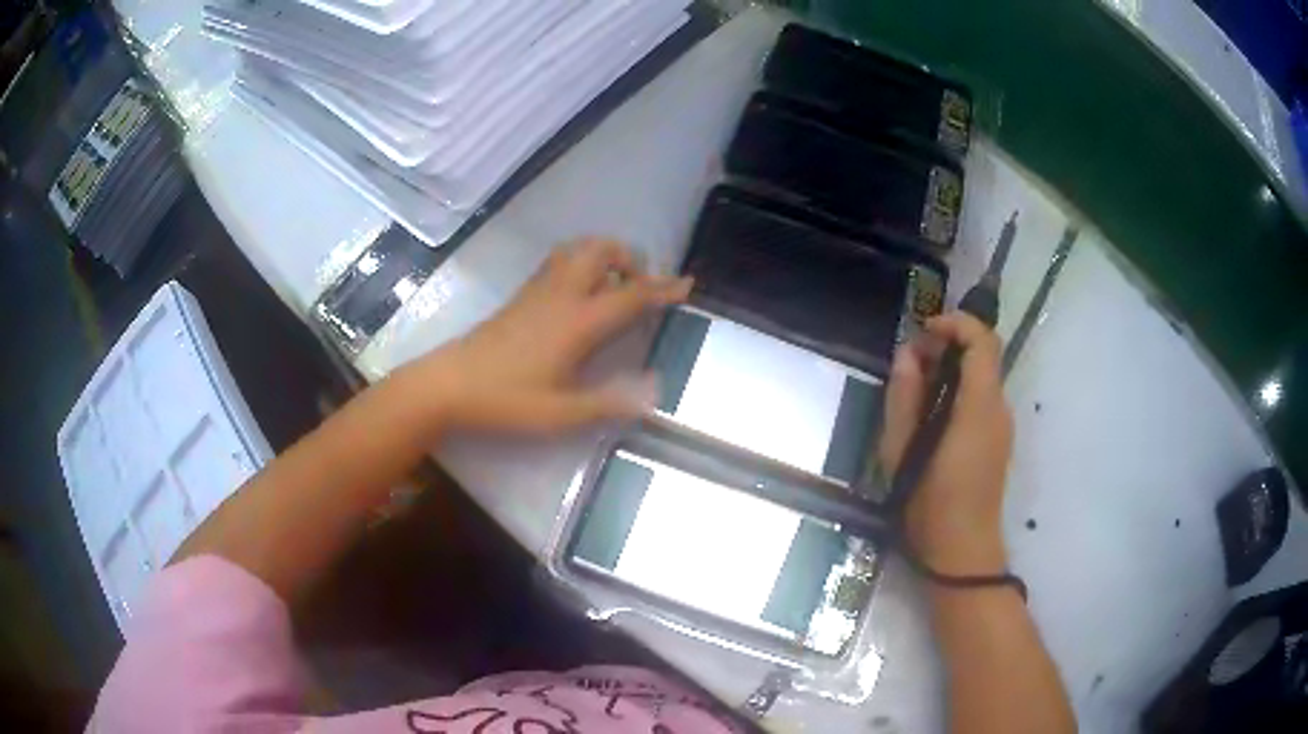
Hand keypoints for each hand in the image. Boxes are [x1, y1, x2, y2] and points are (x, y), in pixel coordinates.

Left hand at [404, 238, 691, 433]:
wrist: (448, 384)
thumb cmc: (505, 400)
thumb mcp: (560, 413)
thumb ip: (609, 402)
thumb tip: (654, 392)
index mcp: (577, 321)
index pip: (630, 294)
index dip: (662, 288)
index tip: (686, 283)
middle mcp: (561, 295)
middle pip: (601, 251)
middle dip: (630, 257)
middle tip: (641, 285)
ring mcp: (537, 290)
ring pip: (577, 250)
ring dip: (604, 255)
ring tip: (614, 284)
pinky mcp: (521, 295)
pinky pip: (559, 261)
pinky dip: (581, 261)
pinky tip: (580, 292)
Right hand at [878, 312, 1013, 575]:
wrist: (961, 552)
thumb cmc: (929, 504)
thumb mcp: (903, 451)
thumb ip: (905, 398)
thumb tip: (906, 355)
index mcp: (979, 406)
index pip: (982, 340)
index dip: (955, 323)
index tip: (923, 332)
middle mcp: (999, 408)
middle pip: (984, 354)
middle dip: (949, 344)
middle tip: (911, 362)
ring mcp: (1002, 425)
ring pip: (983, 376)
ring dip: (952, 368)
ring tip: (915, 388)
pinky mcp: (998, 440)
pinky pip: (982, 398)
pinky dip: (959, 389)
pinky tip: (932, 414)